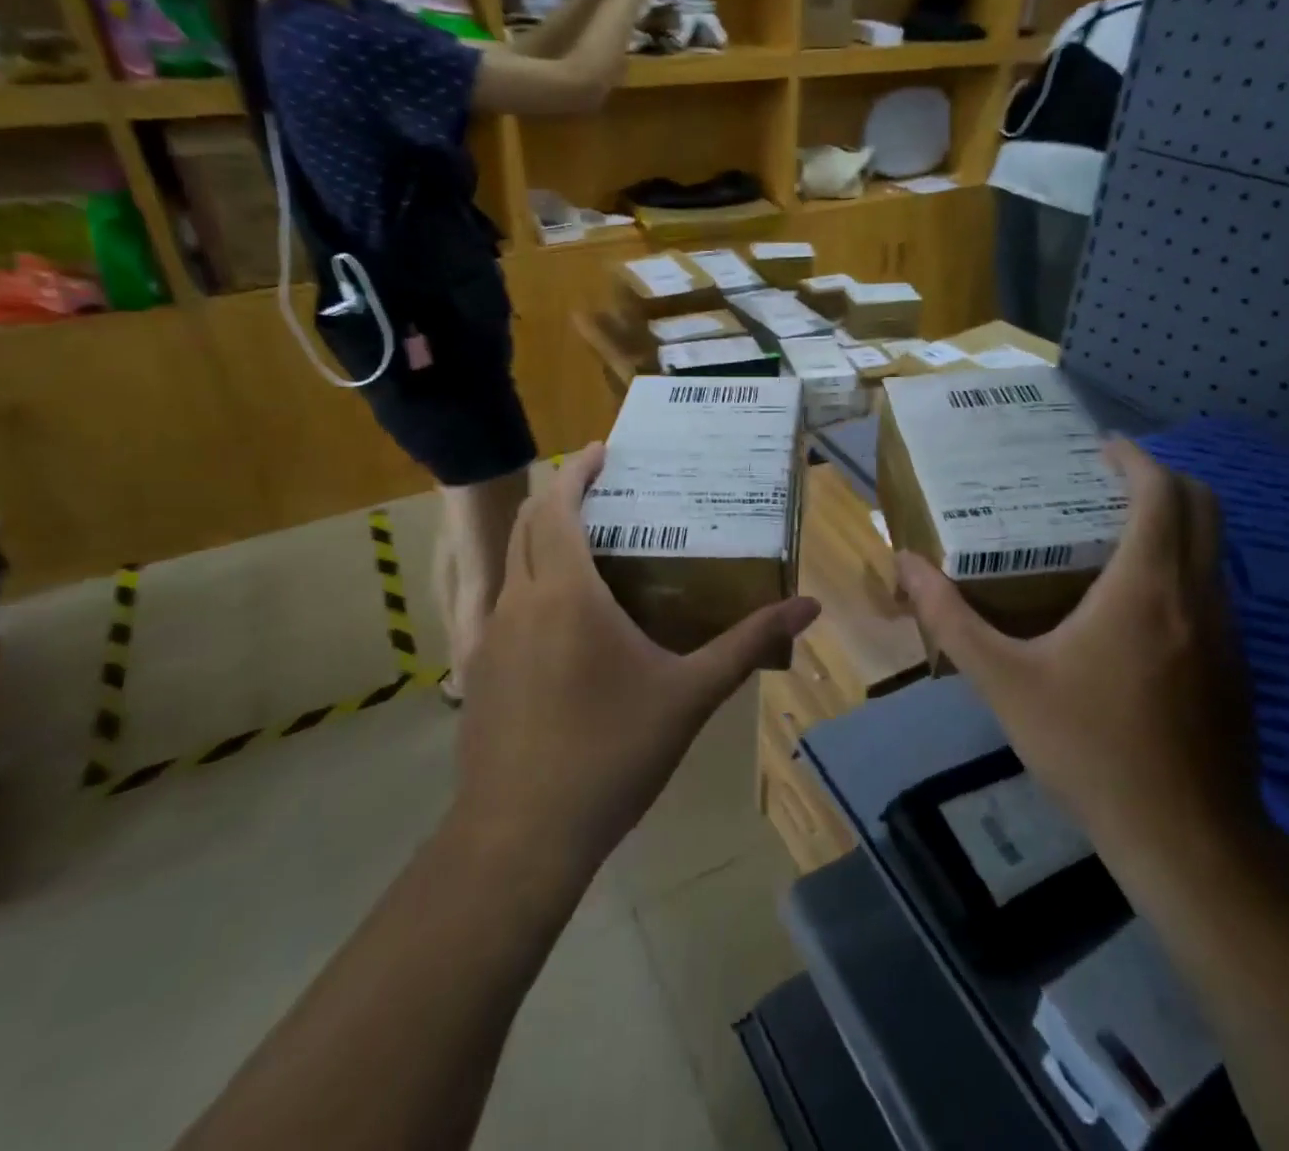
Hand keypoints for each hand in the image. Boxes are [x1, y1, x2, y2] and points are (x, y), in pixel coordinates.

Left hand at [452, 445, 819, 889]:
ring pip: (512, 563)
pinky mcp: (480, 670)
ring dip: (543, 539)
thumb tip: (809, 607)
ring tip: (590, 546)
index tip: (602, 450)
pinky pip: (505, 602)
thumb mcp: (690, 695)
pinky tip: (566, 621)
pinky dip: (531, 581)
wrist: (520, 837)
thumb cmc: (611, 755)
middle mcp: (520, 600)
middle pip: (528, 524)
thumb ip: (747, 643)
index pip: (558, 505)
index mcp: (566, 593)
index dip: (577, 470)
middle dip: (559, 494)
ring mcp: (490, 636)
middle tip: (602, 489)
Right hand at [894, 438, 1262, 875]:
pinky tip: (1134, 605)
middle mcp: (1198, 596)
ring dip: (1175, 523)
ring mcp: (1228, 633)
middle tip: (1108, 479)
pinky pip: (1214, 589)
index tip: (1101, 447)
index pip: (1160, 493)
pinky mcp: (1237, 667)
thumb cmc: (1089, 747)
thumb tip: (905, 565)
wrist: (1186, 839)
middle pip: (1202, 507)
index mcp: (1146, 586)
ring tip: (1113, 532)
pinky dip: (1182, 566)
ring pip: (1214, 550)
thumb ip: (951, 619)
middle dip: (1161, 479)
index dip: (1135, 459)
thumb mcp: (1004, 681)